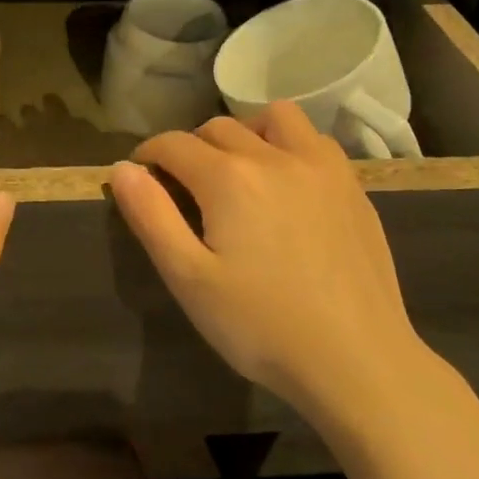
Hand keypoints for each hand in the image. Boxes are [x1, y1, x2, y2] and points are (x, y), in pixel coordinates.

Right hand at [110, 102, 442, 421]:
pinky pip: (313, 140)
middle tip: (183, 187)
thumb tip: (122, 167)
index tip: (140, 176)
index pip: (174, 144)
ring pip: (274, 118)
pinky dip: (288, 144)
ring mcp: (321, 168)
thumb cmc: (260, 325)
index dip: (148, 155)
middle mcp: (275, 157)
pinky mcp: (352, 187)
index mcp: (228, 178)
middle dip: (190, 148)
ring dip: (245, 132)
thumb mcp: (188, 278)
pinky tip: (286, 184)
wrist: (356, 360)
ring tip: (238, 171)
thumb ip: (150, 216)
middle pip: (218, 127)